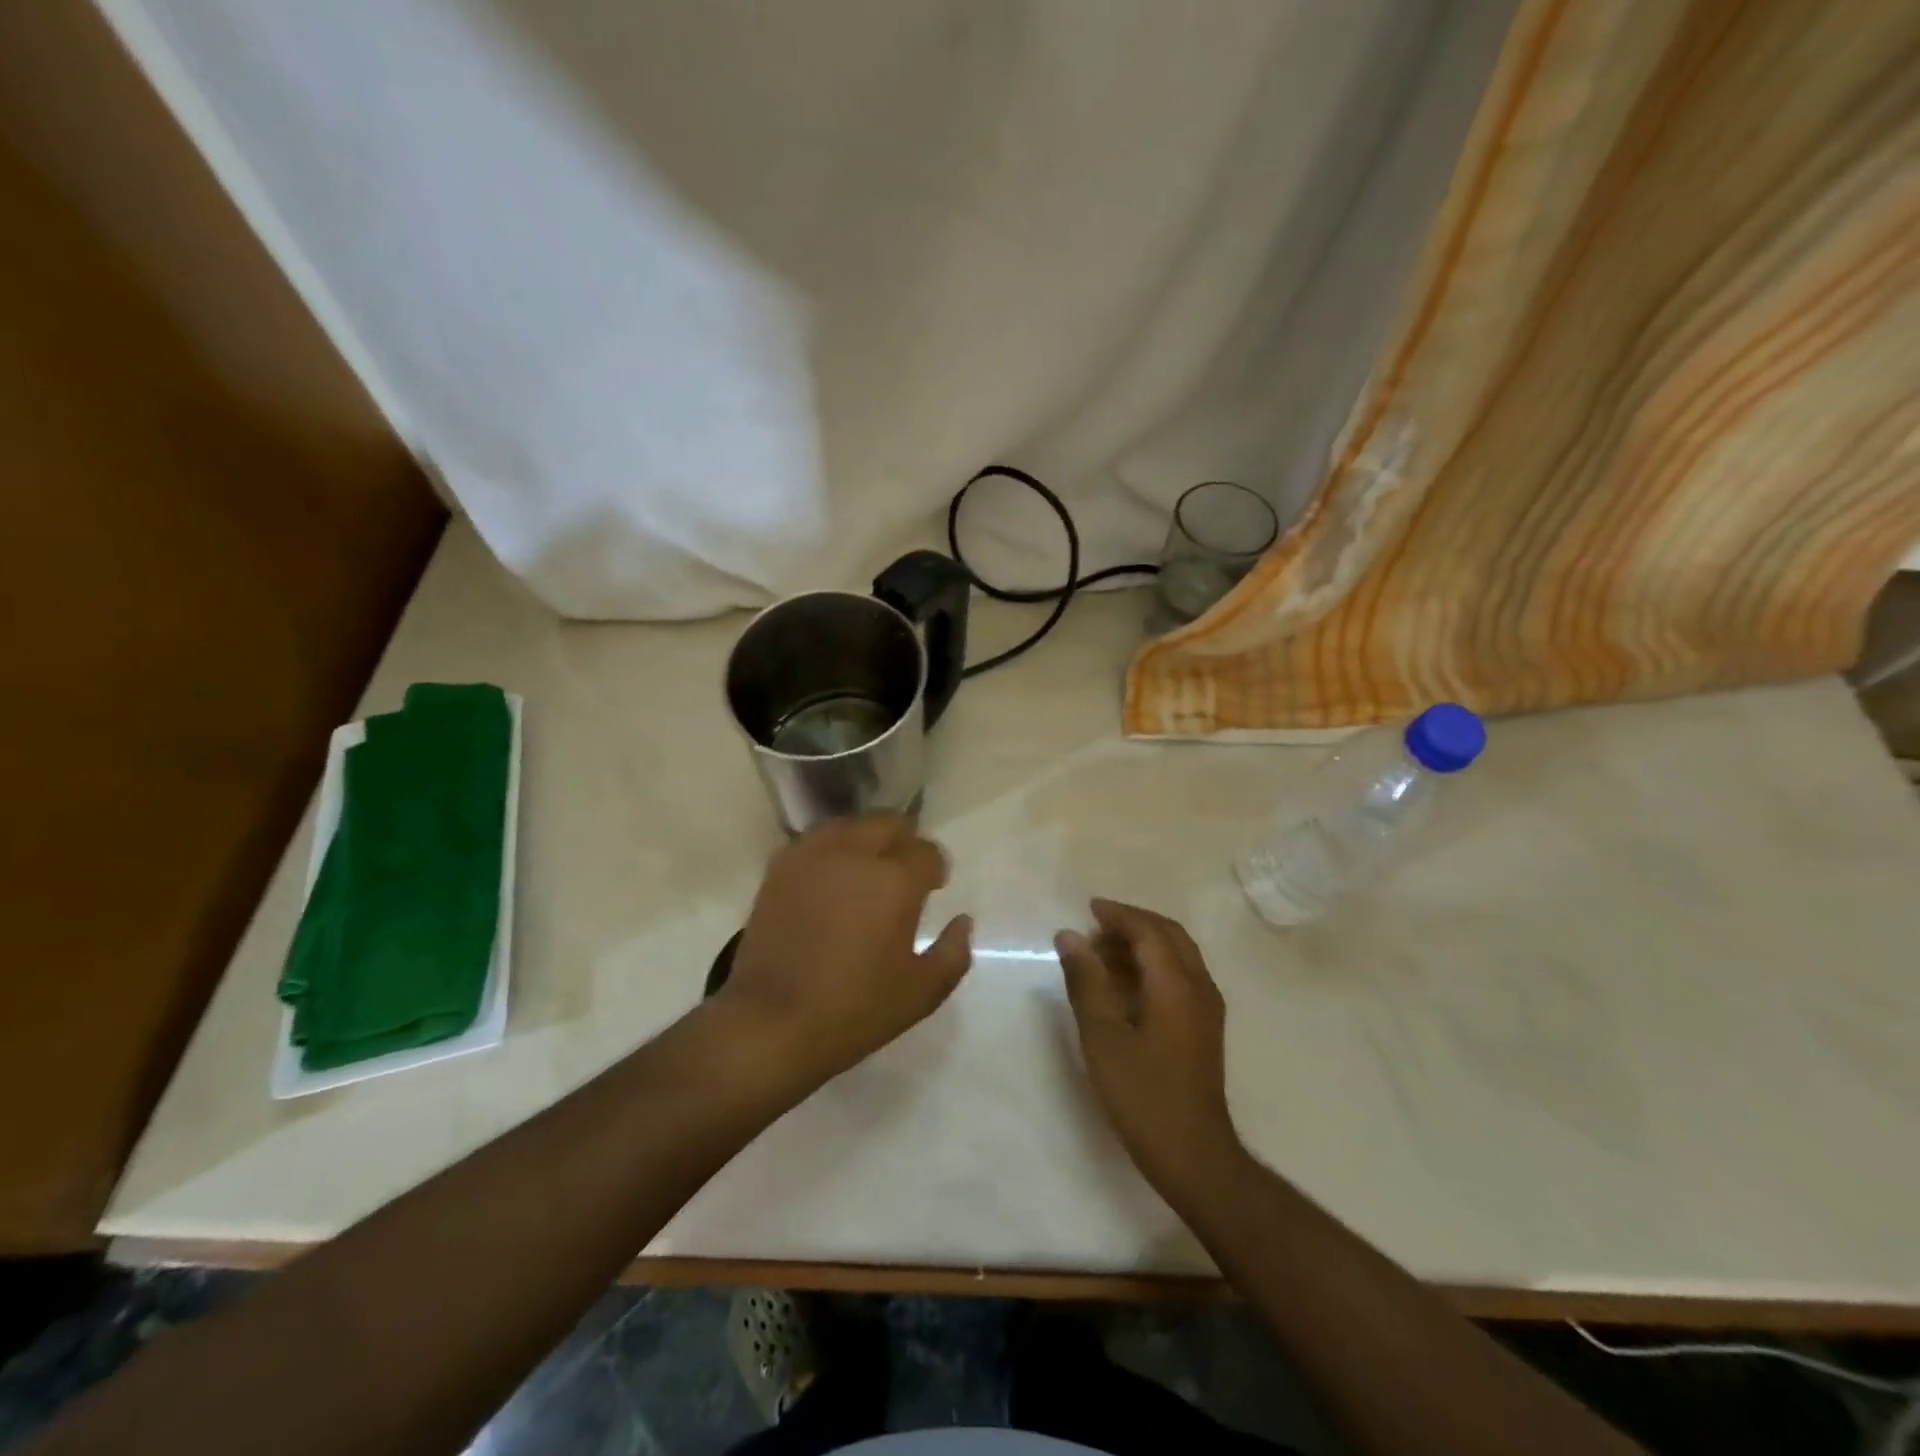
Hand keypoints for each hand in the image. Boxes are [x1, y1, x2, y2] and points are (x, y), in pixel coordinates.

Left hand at [717, 814, 972, 1086]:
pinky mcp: (780, 868)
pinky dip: (830, 850)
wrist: (771, 1023)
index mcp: (895, 879)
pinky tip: (830, 877)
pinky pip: (814, 841)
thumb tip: (962, 920)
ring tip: (866, 869)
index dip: (935, 869)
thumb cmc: (854, 1010)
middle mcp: (855, 854)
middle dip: (904, 842)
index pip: (927, 851)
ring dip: (866, 839)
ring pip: (849, 825)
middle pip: (889, 823)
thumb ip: (953, 952)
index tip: (933, 888)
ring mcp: (812, 856)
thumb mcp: (921, 993)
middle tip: (903, 874)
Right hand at [1055, 899, 1245, 1205]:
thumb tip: (1069, 935)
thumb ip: (1085, 981)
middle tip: (1095, 927)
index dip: (1118, 915)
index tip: (1087, 909)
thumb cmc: (1143, 1095)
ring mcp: (1207, 1008)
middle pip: (1169, 935)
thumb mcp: (1103, 1036)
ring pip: (1177, 955)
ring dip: (1142, 944)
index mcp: (1177, 984)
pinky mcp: (1205, 1027)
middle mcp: (1199, 987)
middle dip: (1132, 924)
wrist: (1194, 1156)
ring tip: (1101, 954)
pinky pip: (1180, 975)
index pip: (1148, 930)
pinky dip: (1152, 965)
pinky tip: (1124, 985)